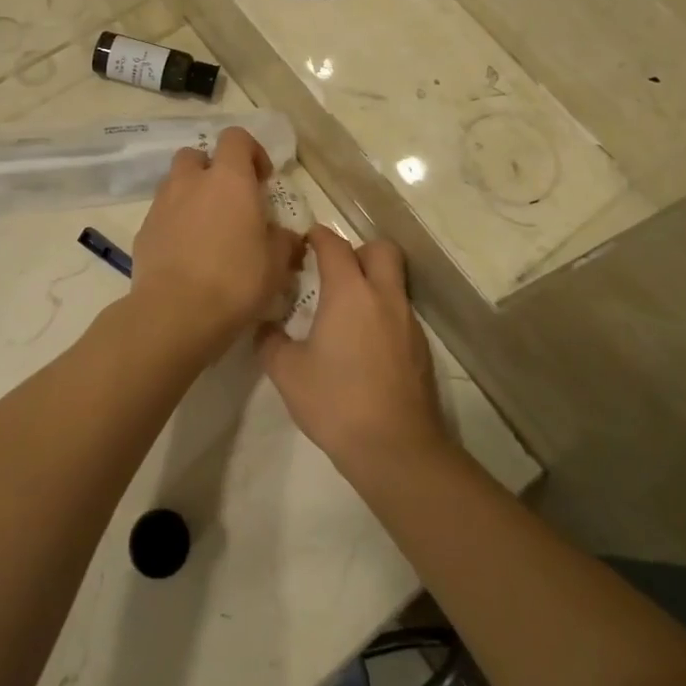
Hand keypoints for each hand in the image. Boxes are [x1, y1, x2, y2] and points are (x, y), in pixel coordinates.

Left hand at [130, 127, 302, 351]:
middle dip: (212, 170)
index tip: (262, 180)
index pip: (236, 138)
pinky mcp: (143, 231)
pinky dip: (174, 223)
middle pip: (197, 155)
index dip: (251, 152)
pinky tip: (187, 254)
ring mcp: (162, 205)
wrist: (175, 313)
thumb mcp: (276, 264)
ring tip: (207, 229)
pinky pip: (162, 215)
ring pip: (175, 184)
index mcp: (229, 179)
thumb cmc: (235, 281)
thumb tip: (287, 236)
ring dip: (191, 195)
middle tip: (230, 200)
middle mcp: (191, 182)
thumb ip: (283, 241)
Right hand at [260, 228, 449, 475]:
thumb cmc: (336, 402)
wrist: (396, 448)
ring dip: (372, 282)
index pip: (335, 245)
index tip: (304, 240)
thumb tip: (264, 327)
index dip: (319, 236)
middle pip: (381, 249)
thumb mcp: (287, 372)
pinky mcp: (421, 347)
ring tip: (345, 308)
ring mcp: (408, 321)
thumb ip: (270, 341)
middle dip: (358, 250)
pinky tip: (364, 342)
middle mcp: (384, 296)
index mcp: (350, 293)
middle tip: (334, 271)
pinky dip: (383, 312)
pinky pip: (401, 311)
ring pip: (394, 281)